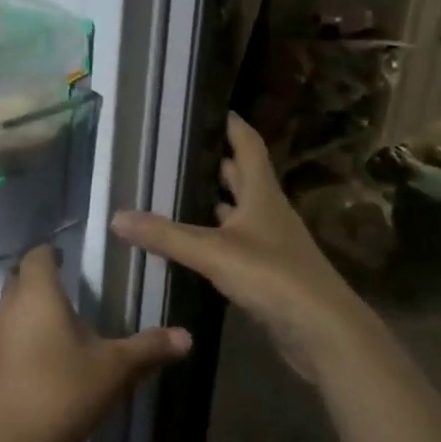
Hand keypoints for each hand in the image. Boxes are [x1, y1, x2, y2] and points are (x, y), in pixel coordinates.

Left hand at [0, 245, 189, 441]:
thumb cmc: (62, 392)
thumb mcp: (114, 369)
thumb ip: (149, 348)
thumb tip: (187, 335)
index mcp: (38, 292)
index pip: (39, 253)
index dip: (55, 252)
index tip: (76, 261)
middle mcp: (10, 304)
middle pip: (21, 276)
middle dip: (44, 278)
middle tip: (76, 290)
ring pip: (13, 305)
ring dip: (34, 307)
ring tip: (66, 323)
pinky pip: (9, 333)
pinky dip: (26, 334)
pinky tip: (49, 357)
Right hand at [111, 113, 366, 378]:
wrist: (324, 333)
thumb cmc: (274, 277)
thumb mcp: (213, 252)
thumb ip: (166, 235)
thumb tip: (116, 216)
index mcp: (262, 193)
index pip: (247, 144)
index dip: (230, 123)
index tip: (206, 108)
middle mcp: (267, 211)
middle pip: (240, 176)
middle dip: (211, 163)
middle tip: (172, 153)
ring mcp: (270, 243)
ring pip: (236, 211)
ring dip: (211, 202)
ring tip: (171, 193)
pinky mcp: (267, 272)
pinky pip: (233, 243)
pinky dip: (212, 237)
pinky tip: (187, 243)